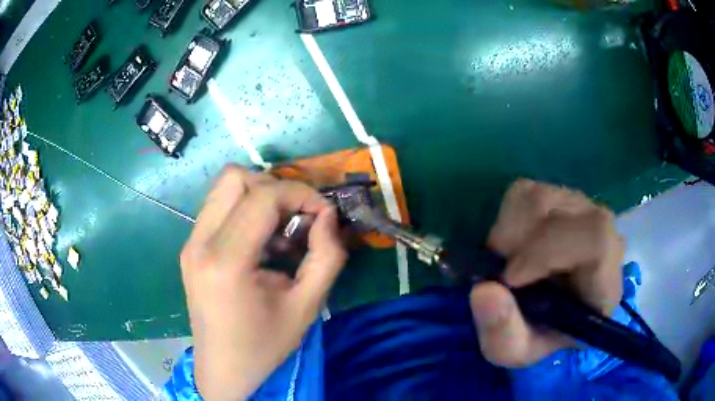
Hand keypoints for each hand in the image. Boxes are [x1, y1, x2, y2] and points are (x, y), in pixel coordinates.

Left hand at [180, 166, 346, 399]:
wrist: (223, 368)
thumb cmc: (264, 345)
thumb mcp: (306, 307)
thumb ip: (326, 257)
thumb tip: (328, 216)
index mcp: (226, 262)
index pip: (262, 196)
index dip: (300, 194)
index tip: (323, 214)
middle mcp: (200, 243)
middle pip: (235, 178)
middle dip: (275, 187)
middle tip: (298, 217)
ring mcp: (190, 243)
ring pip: (224, 187)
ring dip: (259, 196)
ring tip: (280, 229)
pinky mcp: (190, 247)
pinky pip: (218, 207)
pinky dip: (245, 209)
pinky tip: (261, 242)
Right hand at [470, 179, 624, 366]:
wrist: (549, 313)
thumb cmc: (540, 335)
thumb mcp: (515, 351)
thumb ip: (502, 333)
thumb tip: (482, 290)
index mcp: (605, 278)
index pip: (596, 240)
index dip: (549, 251)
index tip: (510, 278)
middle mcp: (601, 233)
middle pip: (562, 210)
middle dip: (519, 241)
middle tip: (502, 273)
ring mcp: (581, 208)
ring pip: (538, 196)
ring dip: (508, 232)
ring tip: (507, 262)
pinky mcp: (559, 196)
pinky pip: (524, 192)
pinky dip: (506, 218)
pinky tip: (512, 245)